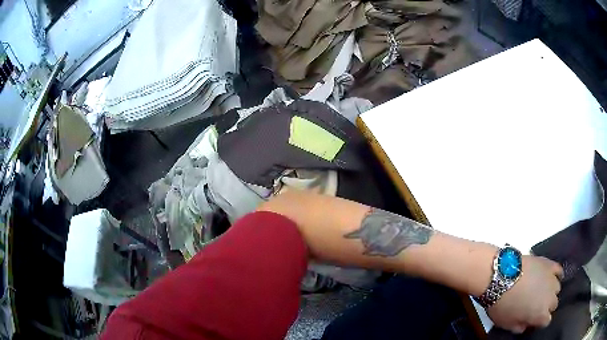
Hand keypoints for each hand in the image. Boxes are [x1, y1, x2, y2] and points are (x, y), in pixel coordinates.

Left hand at [488, 256, 562, 333]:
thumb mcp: (507, 324)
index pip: (546, 321)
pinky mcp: (549, 263)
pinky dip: (556, 274)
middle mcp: (551, 297)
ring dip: (551, 291)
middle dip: (546, 307)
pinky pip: (558, 269)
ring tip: (541, 291)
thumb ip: (519, 327)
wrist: (501, 275)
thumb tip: (526, 325)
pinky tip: (550, 276)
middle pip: (553, 304)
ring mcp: (552, 278)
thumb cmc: (503, 305)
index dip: (539, 322)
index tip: (533, 320)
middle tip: (535, 306)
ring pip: (557, 288)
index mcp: (541, 314)